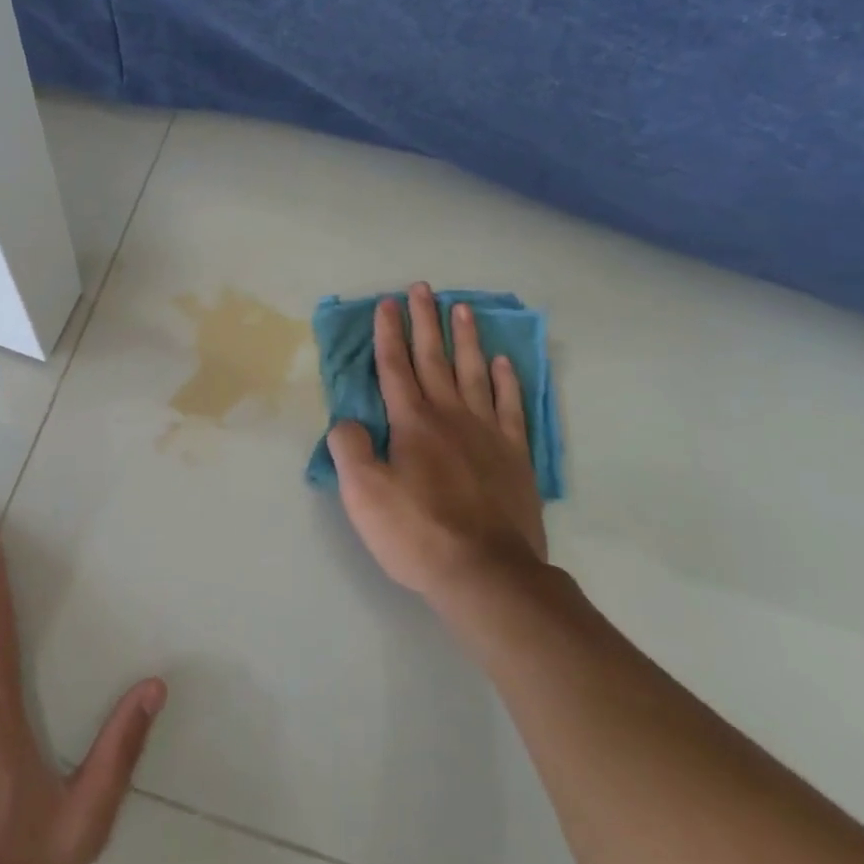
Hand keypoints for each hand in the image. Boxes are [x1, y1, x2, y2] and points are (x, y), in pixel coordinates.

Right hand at [328, 283, 548, 607]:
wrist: (487, 574)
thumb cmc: (418, 533)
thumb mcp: (364, 495)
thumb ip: (351, 450)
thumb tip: (348, 422)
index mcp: (411, 423)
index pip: (395, 367)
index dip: (388, 333)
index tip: (388, 303)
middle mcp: (449, 416)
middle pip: (433, 359)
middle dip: (424, 322)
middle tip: (423, 288)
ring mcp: (487, 432)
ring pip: (473, 373)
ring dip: (465, 339)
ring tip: (461, 309)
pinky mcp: (515, 455)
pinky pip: (510, 406)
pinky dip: (505, 381)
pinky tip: (503, 362)